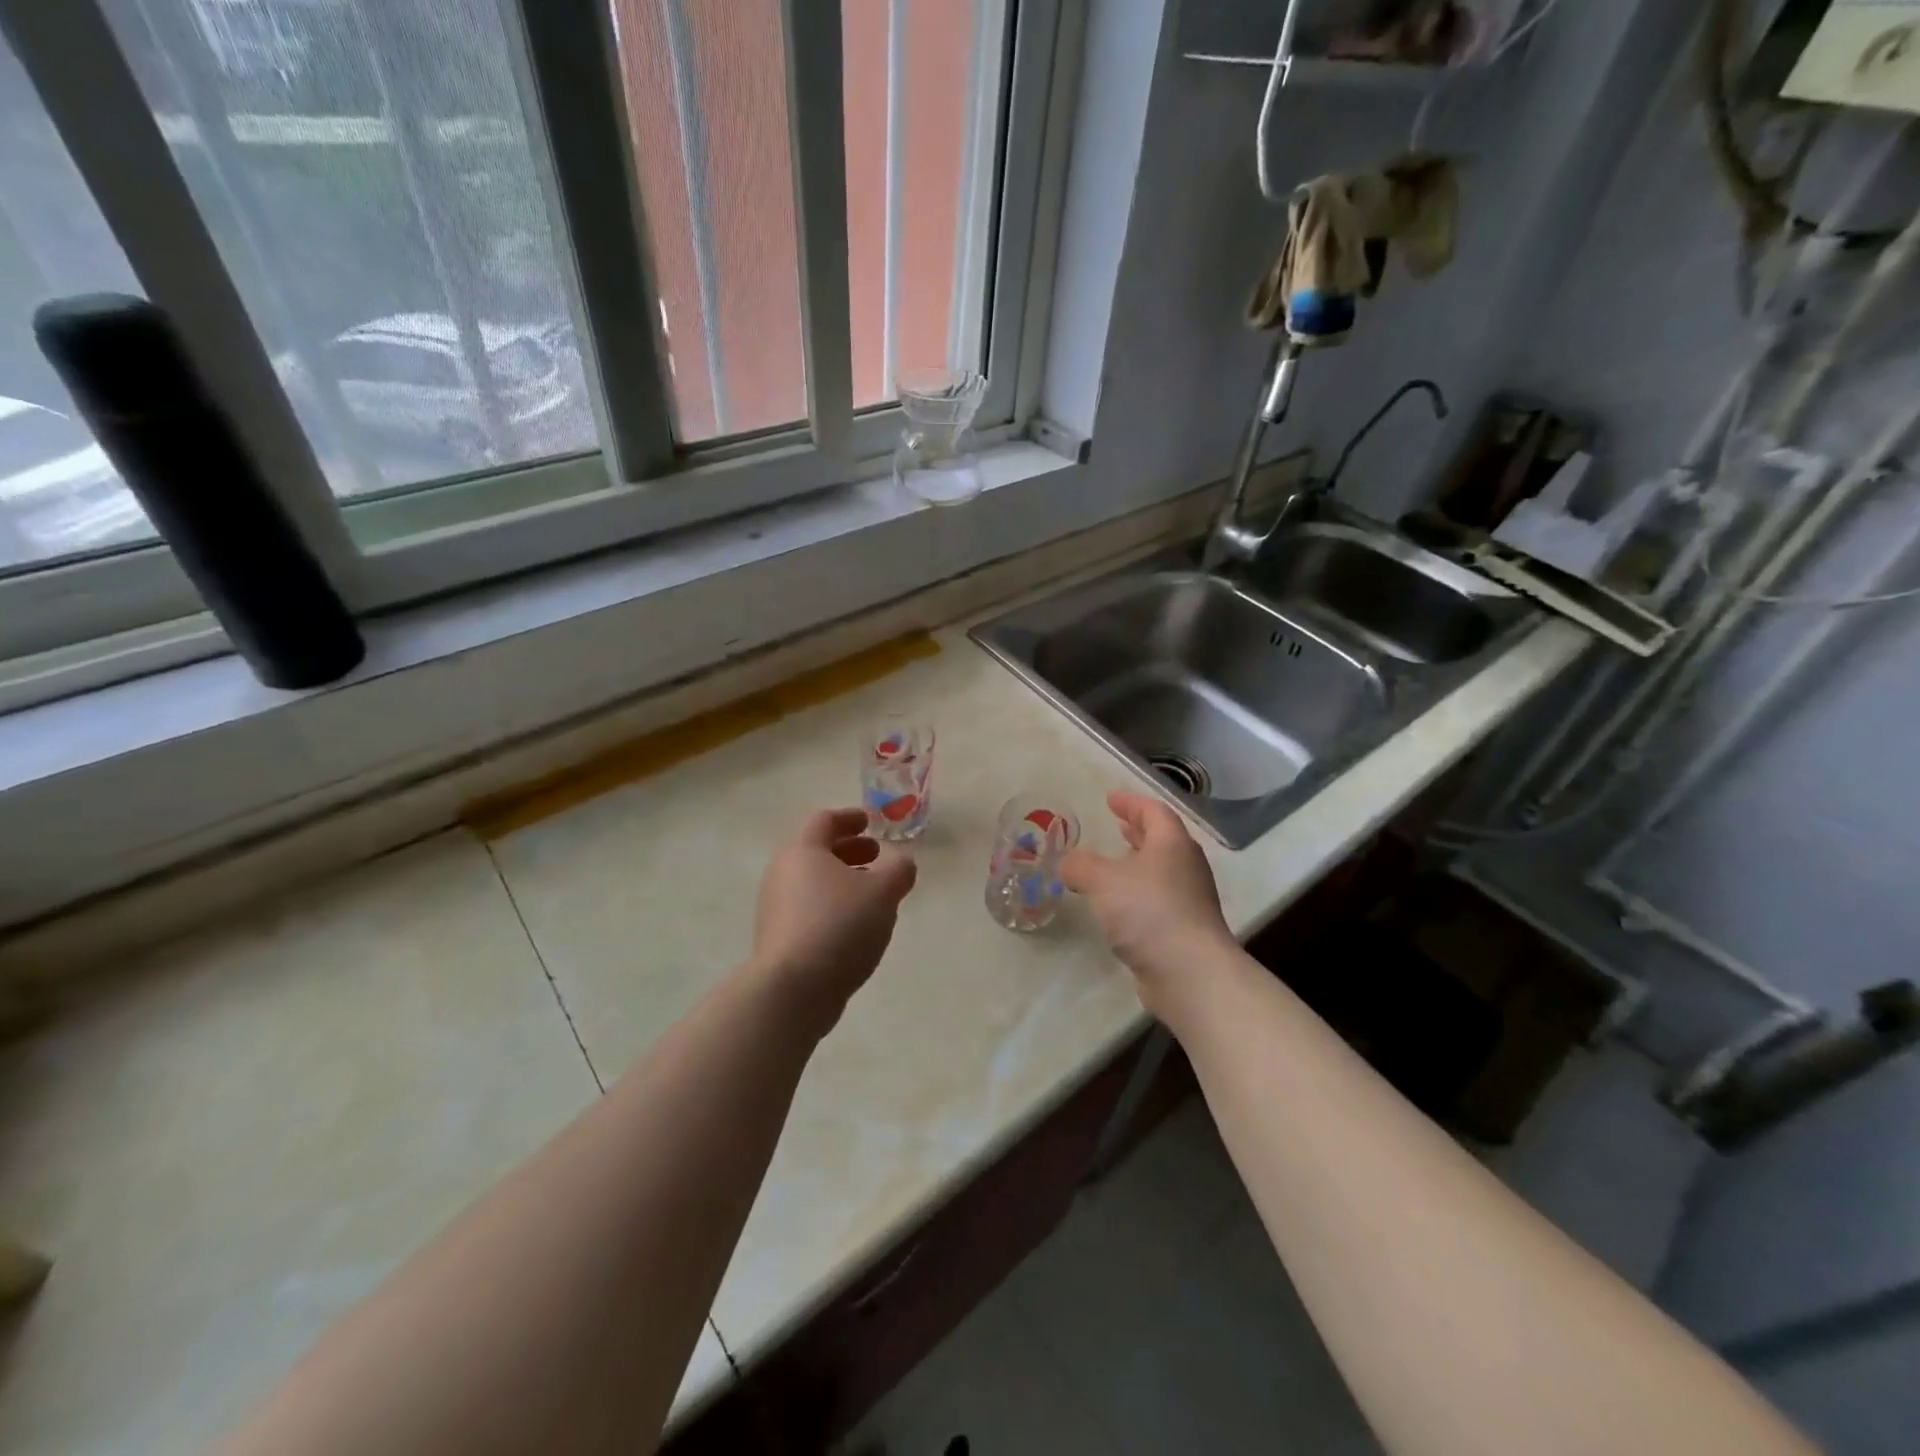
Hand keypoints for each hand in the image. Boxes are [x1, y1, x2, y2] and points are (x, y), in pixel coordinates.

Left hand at [750, 807, 917, 1031]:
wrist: (792, 990)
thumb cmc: (839, 926)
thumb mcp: (883, 893)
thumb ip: (899, 871)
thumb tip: (902, 863)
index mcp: (803, 851)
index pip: (824, 821)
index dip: (849, 818)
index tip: (869, 821)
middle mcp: (782, 873)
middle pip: (816, 851)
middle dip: (849, 850)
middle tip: (876, 856)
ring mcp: (775, 908)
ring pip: (813, 883)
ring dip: (842, 881)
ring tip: (872, 894)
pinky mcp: (778, 939)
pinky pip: (808, 910)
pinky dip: (832, 906)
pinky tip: (855, 926)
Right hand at [1060, 791, 1236, 1021]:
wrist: (1189, 972)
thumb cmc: (1148, 911)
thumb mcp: (1103, 880)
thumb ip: (1080, 865)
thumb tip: (1066, 862)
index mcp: (1172, 844)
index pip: (1153, 811)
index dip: (1131, 802)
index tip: (1110, 798)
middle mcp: (1186, 866)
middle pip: (1162, 839)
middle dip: (1137, 831)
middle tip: (1116, 824)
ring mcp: (1189, 899)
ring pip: (1160, 870)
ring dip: (1137, 862)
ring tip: (1112, 863)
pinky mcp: (1183, 928)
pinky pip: (1157, 898)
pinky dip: (1137, 892)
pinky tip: (1117, 904)